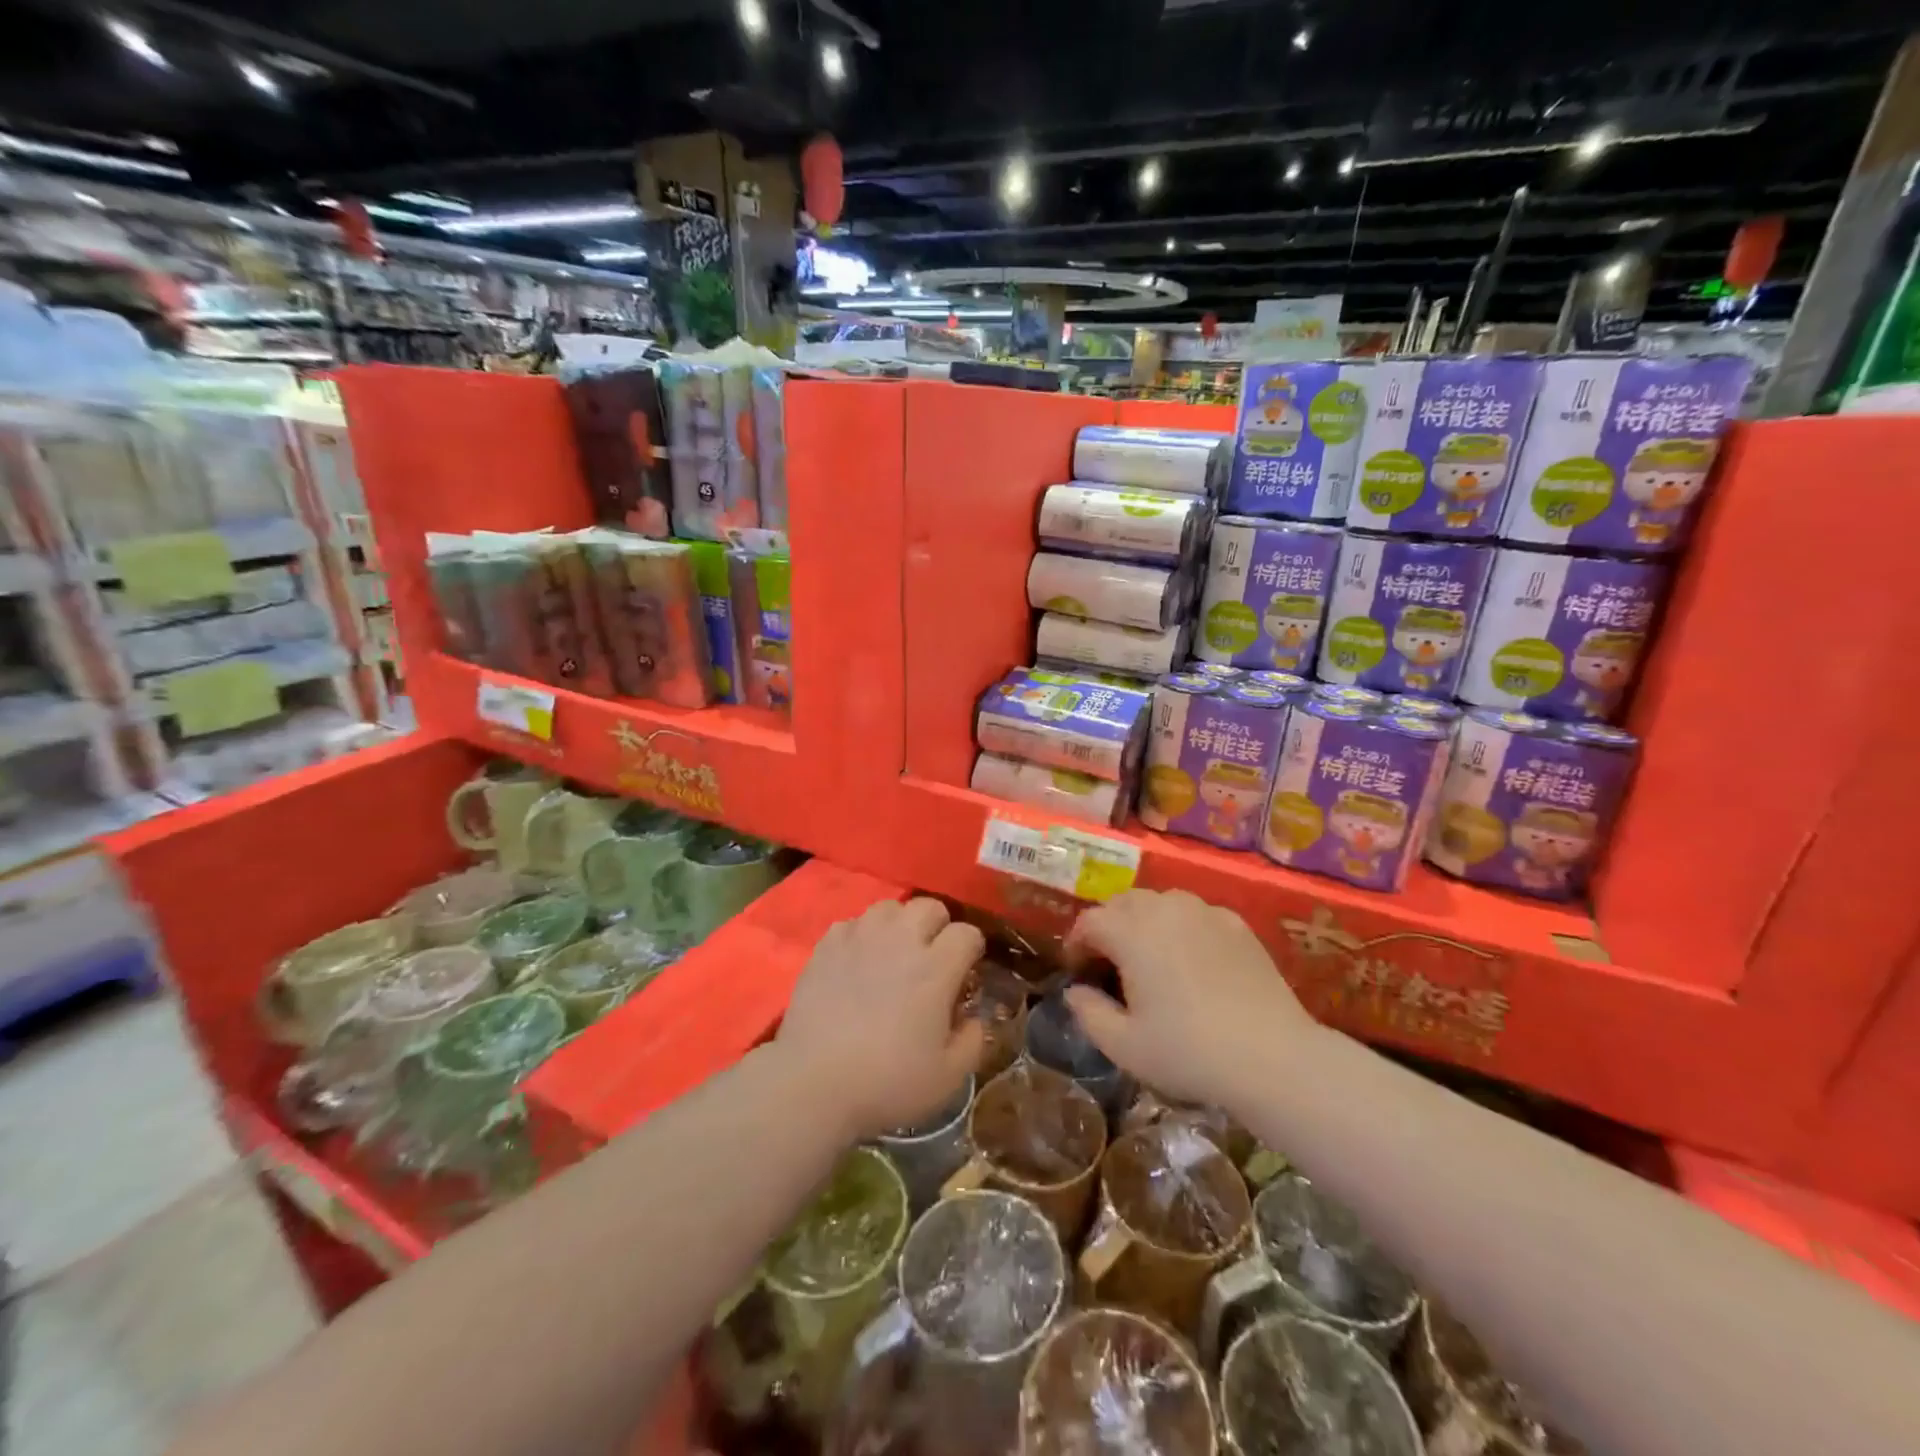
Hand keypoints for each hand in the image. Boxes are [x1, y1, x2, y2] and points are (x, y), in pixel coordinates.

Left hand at [777, 897, 985, 1141]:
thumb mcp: (948, 1077)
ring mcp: (860, 938)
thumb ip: (973, 1041)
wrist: (813, 1083)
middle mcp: (901, 941)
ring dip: (899, 924)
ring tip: (894, 953)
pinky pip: (853, 922)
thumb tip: (975, 1018)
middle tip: (931, 958)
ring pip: (890, 907)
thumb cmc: (887, 1082)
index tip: (966, 972)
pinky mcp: (827, 945)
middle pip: (930, 906)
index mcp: (935, 968)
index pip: (967, 933)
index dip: (971, 950)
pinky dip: (861, 935)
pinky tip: (858, 961)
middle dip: (938, 926)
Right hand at [1062, 889, 1313, 1109]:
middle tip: (1110, 964)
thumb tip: (1074, 991)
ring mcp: (1205, 912)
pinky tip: (1192, 961)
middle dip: (1109, 927)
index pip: (1090, 922)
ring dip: (1145, 921)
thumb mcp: (1123, 1045)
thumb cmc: (1188, 1052)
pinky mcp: (1237, 924)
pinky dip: (1182, 927)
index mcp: (1131, 932)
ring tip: (1150, 958)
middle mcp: (1165, 909)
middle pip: (1123, 903)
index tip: (1078, 972)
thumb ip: (1088, 1012)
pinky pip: (1196, 914)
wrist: (1273, 1058)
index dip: (1076, 945)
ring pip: (1161, 902)